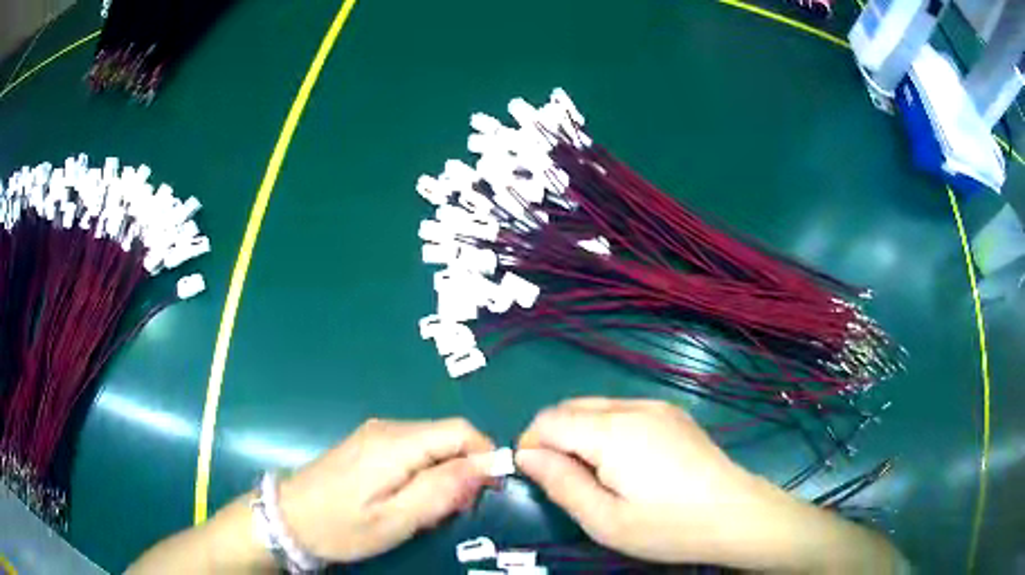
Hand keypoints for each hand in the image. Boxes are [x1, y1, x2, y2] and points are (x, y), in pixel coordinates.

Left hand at [278, 417, 494, 562]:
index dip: (485, 456)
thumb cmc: (341, 527)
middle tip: (454, 511)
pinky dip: (425, 472)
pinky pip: (413, 449)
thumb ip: (441, 492)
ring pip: (432, 443)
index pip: (461, 431)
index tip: (488, 493)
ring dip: (445, 474)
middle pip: (448, 436)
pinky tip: (411, 499)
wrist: (287, 518)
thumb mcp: (395, 520)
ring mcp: (375, 433)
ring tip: (431, 511)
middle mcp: (388, 428)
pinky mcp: (368, 443)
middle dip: (464, 470)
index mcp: (396, 444)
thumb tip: (485, 466)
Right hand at [517, 398, 765, 564]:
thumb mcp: (606, 521)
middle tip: (567, 481)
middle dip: (554, 438)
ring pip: (596, 407)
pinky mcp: (673, 413)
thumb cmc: (668, 526)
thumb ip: (561, 484)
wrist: (736, 513)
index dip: (532, 445)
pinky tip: (626, 463)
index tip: (539, 477)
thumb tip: (526, 456)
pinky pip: (623, 410)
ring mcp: (657, 406)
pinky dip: (606, 429)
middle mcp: (633, 407)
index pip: (549, 420)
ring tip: (597, 475)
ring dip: (580, 433)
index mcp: (613, 432)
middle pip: (570, 408)